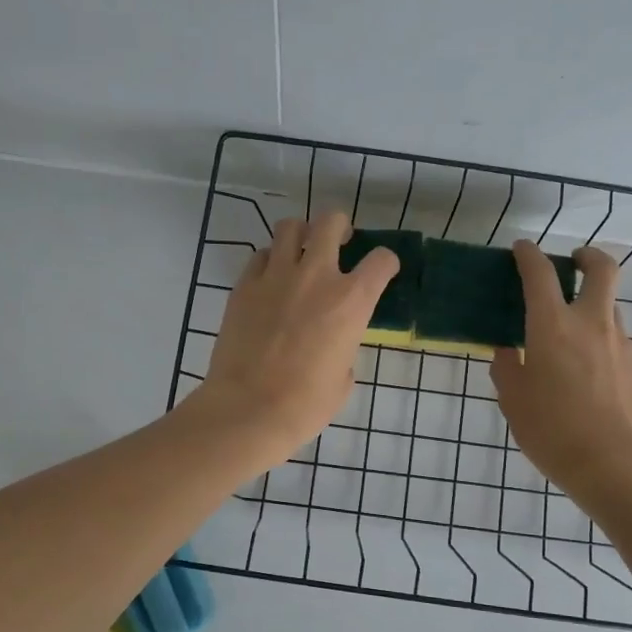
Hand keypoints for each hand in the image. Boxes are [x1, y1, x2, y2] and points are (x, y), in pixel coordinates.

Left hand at [192, 210, 398, 466]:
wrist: (249, 409)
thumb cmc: (305, 404)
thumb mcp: (343, 378)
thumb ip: (345, 347)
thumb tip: (334, 343)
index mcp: (352, 301)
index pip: (381, 260)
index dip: (386, 263)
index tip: (382, 271)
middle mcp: (316, 276)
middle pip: (331, 222)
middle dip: (340, 226)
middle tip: (340, 241)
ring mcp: (276, 276)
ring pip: (290, 227)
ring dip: (302, 234)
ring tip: (302, 251)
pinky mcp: (244, 286)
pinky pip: (261, 256)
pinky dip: (270, 260)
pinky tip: (272, 278)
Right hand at [491, 242, 631, 491]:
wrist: (615, 466)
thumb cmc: (553, 431)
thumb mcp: (514, 402)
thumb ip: (507, 370)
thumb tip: (508, 353)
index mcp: (553, 326)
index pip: (541, 274)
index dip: (529, 255)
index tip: (521, 250)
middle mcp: (591, 324)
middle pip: (602, 270)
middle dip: (588, 256)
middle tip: (574, 262)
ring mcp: (621, 345)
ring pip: (611, 307)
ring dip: (593, 304)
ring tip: (572, 332)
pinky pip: (617, 342)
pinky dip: (601, 342)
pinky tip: (588, 374)